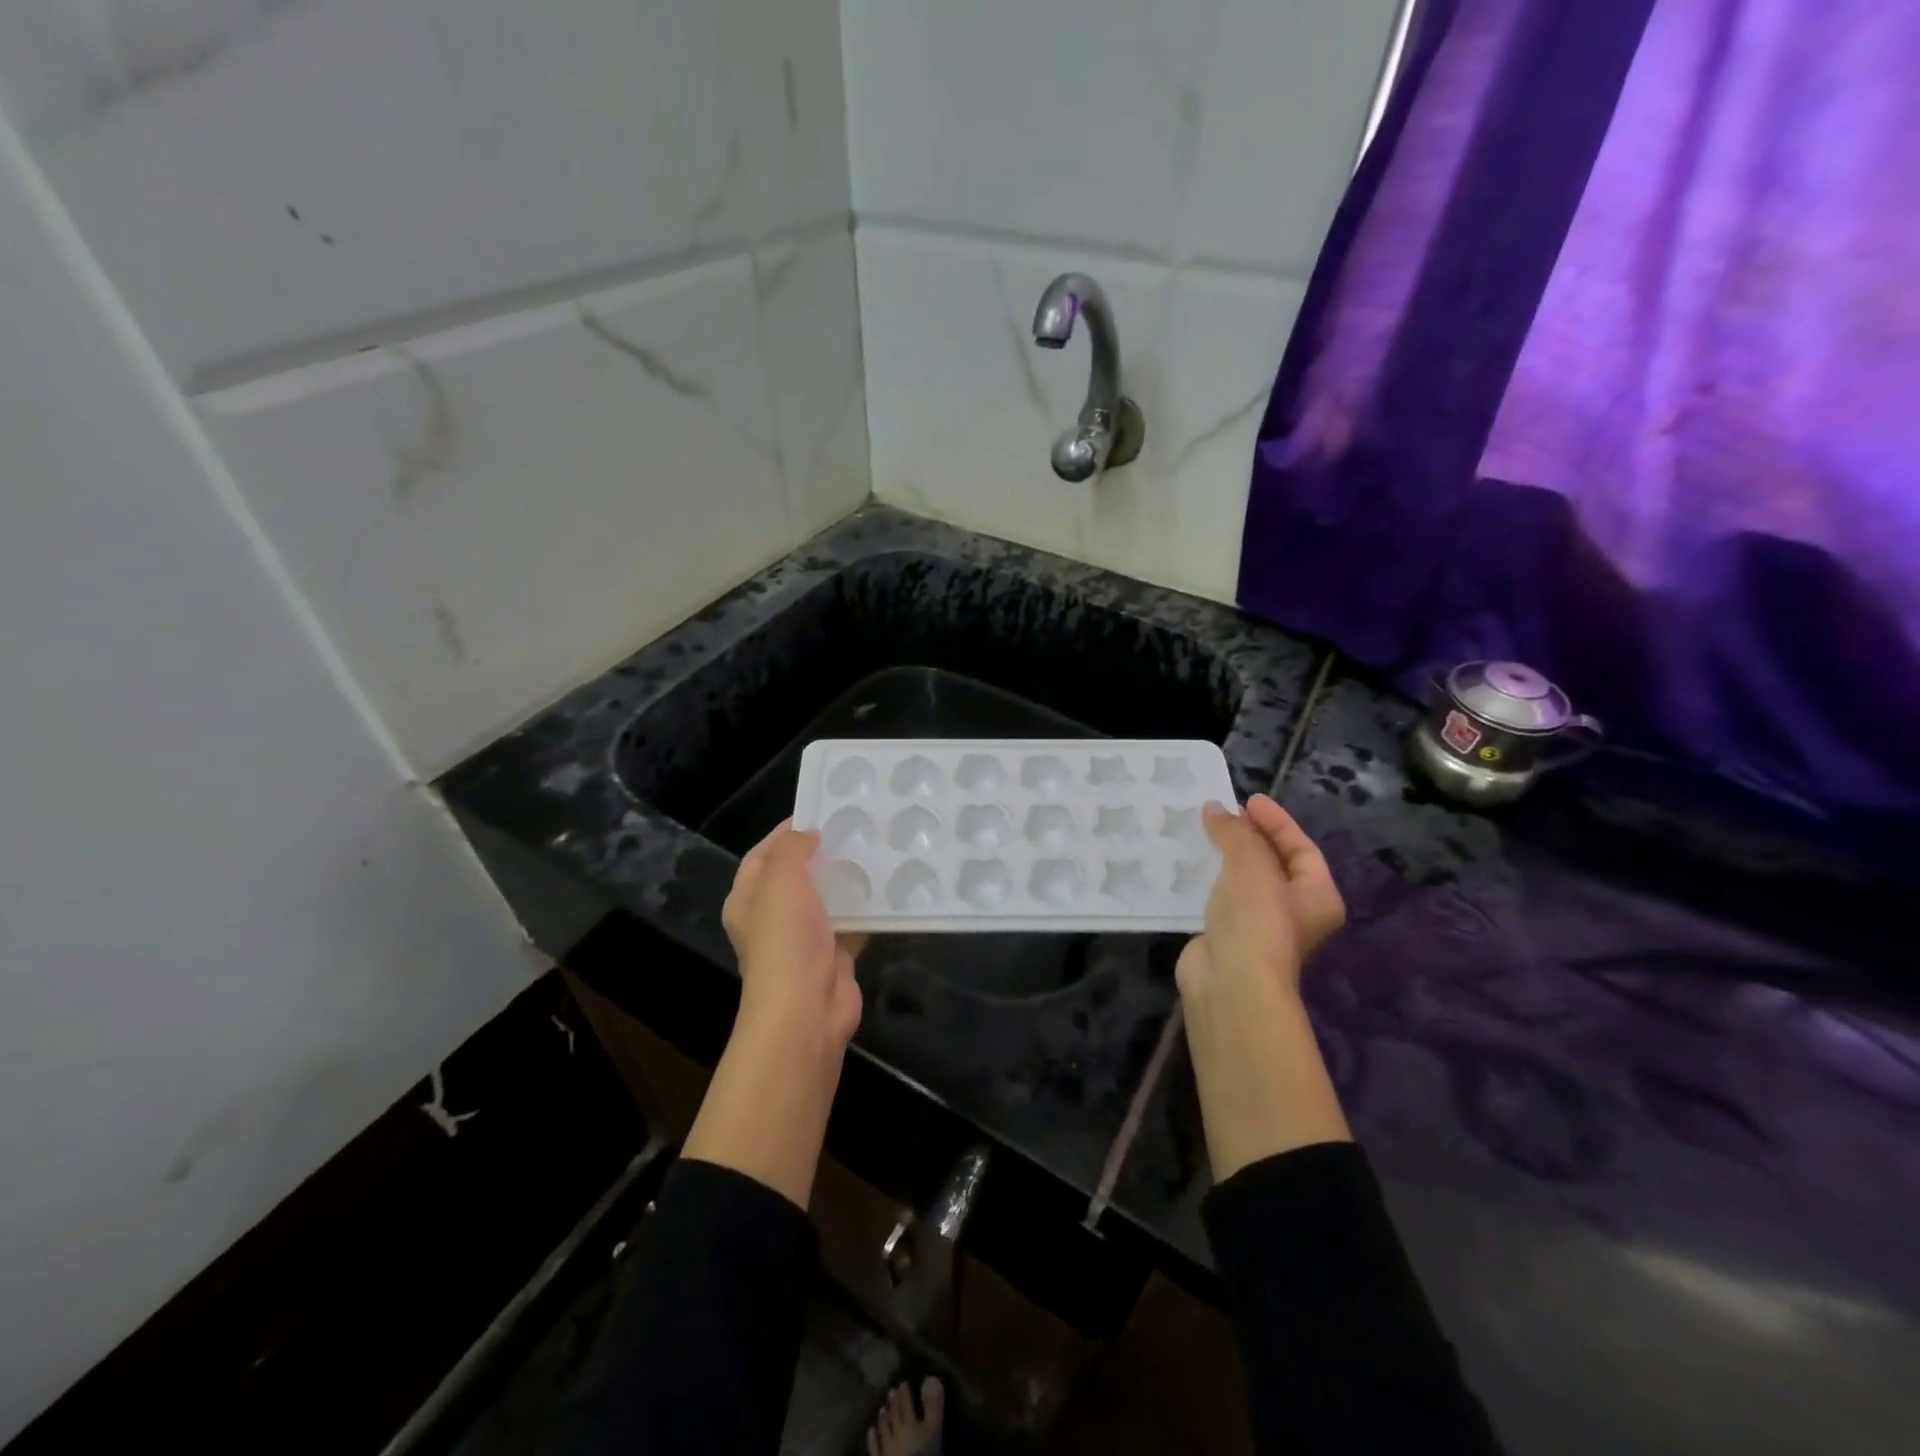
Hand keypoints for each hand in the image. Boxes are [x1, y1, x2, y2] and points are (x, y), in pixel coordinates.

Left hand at [720, 819, 864, 1052]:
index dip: (784, 833)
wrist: (806, 1009)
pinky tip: (887, 888)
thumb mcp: (780, 880)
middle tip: (852, 829)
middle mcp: (771, 919)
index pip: (761, 856)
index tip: (817, 812)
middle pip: (796, 876)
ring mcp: (803, 940)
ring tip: (873, 851)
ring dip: (845, 879)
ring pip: (826, 899)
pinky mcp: (834, 956)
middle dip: (820, 854)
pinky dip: (866, 908)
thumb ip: (791, 850)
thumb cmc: (785, 939)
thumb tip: (807, 836)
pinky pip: (851, 923)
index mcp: (747, 901)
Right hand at [1175, 794, 1344, 1003]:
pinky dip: (1209, 879)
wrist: (1230, 981)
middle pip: (1274, 863)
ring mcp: (1260, 927)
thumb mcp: (1251, 863)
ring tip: (1203, 833)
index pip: (1301, 848)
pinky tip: (1190, 865)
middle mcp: (1295, 913)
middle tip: (1223, 814)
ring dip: (1226, 857)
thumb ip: (1235, 832)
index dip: (1276, 822)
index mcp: (1318, 896)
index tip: (1247, 800)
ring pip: (1245, 882)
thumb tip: (1214, 808)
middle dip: (1250, 837)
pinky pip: (1221, 898)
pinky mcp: (1228, 937)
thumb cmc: (1256, 918)